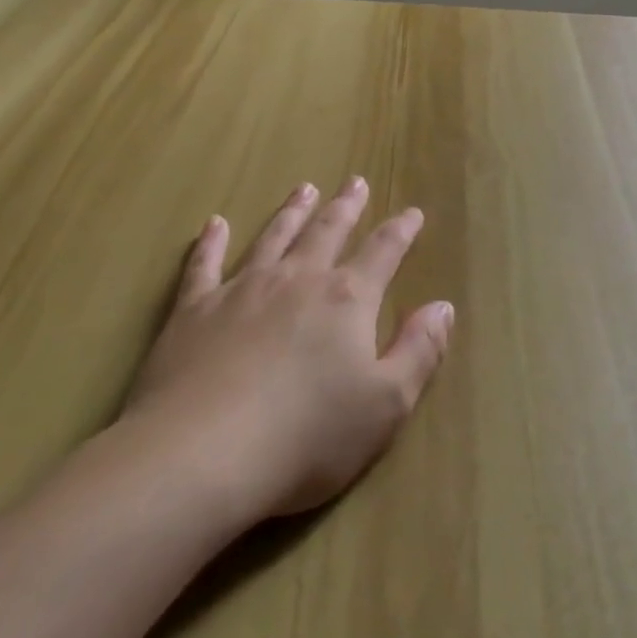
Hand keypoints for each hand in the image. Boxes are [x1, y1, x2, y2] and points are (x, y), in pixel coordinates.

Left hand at [116, 177, 452, 521]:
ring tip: (305, 189)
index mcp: (347, 300)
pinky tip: (215, 224)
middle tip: (356, 181)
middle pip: (327, 232)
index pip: (383, 253)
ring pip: (273, 237)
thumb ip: (420, 350)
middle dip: (346, 207)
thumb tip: (443, 306)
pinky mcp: (193, 311)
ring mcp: (242, 290)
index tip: (413, 212)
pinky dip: (211, 242)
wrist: (202, 456)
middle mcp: (297, 280)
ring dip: (292, 212)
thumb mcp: (387, 403)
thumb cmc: (308, 436)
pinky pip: (204, 264)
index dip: (401, 231)